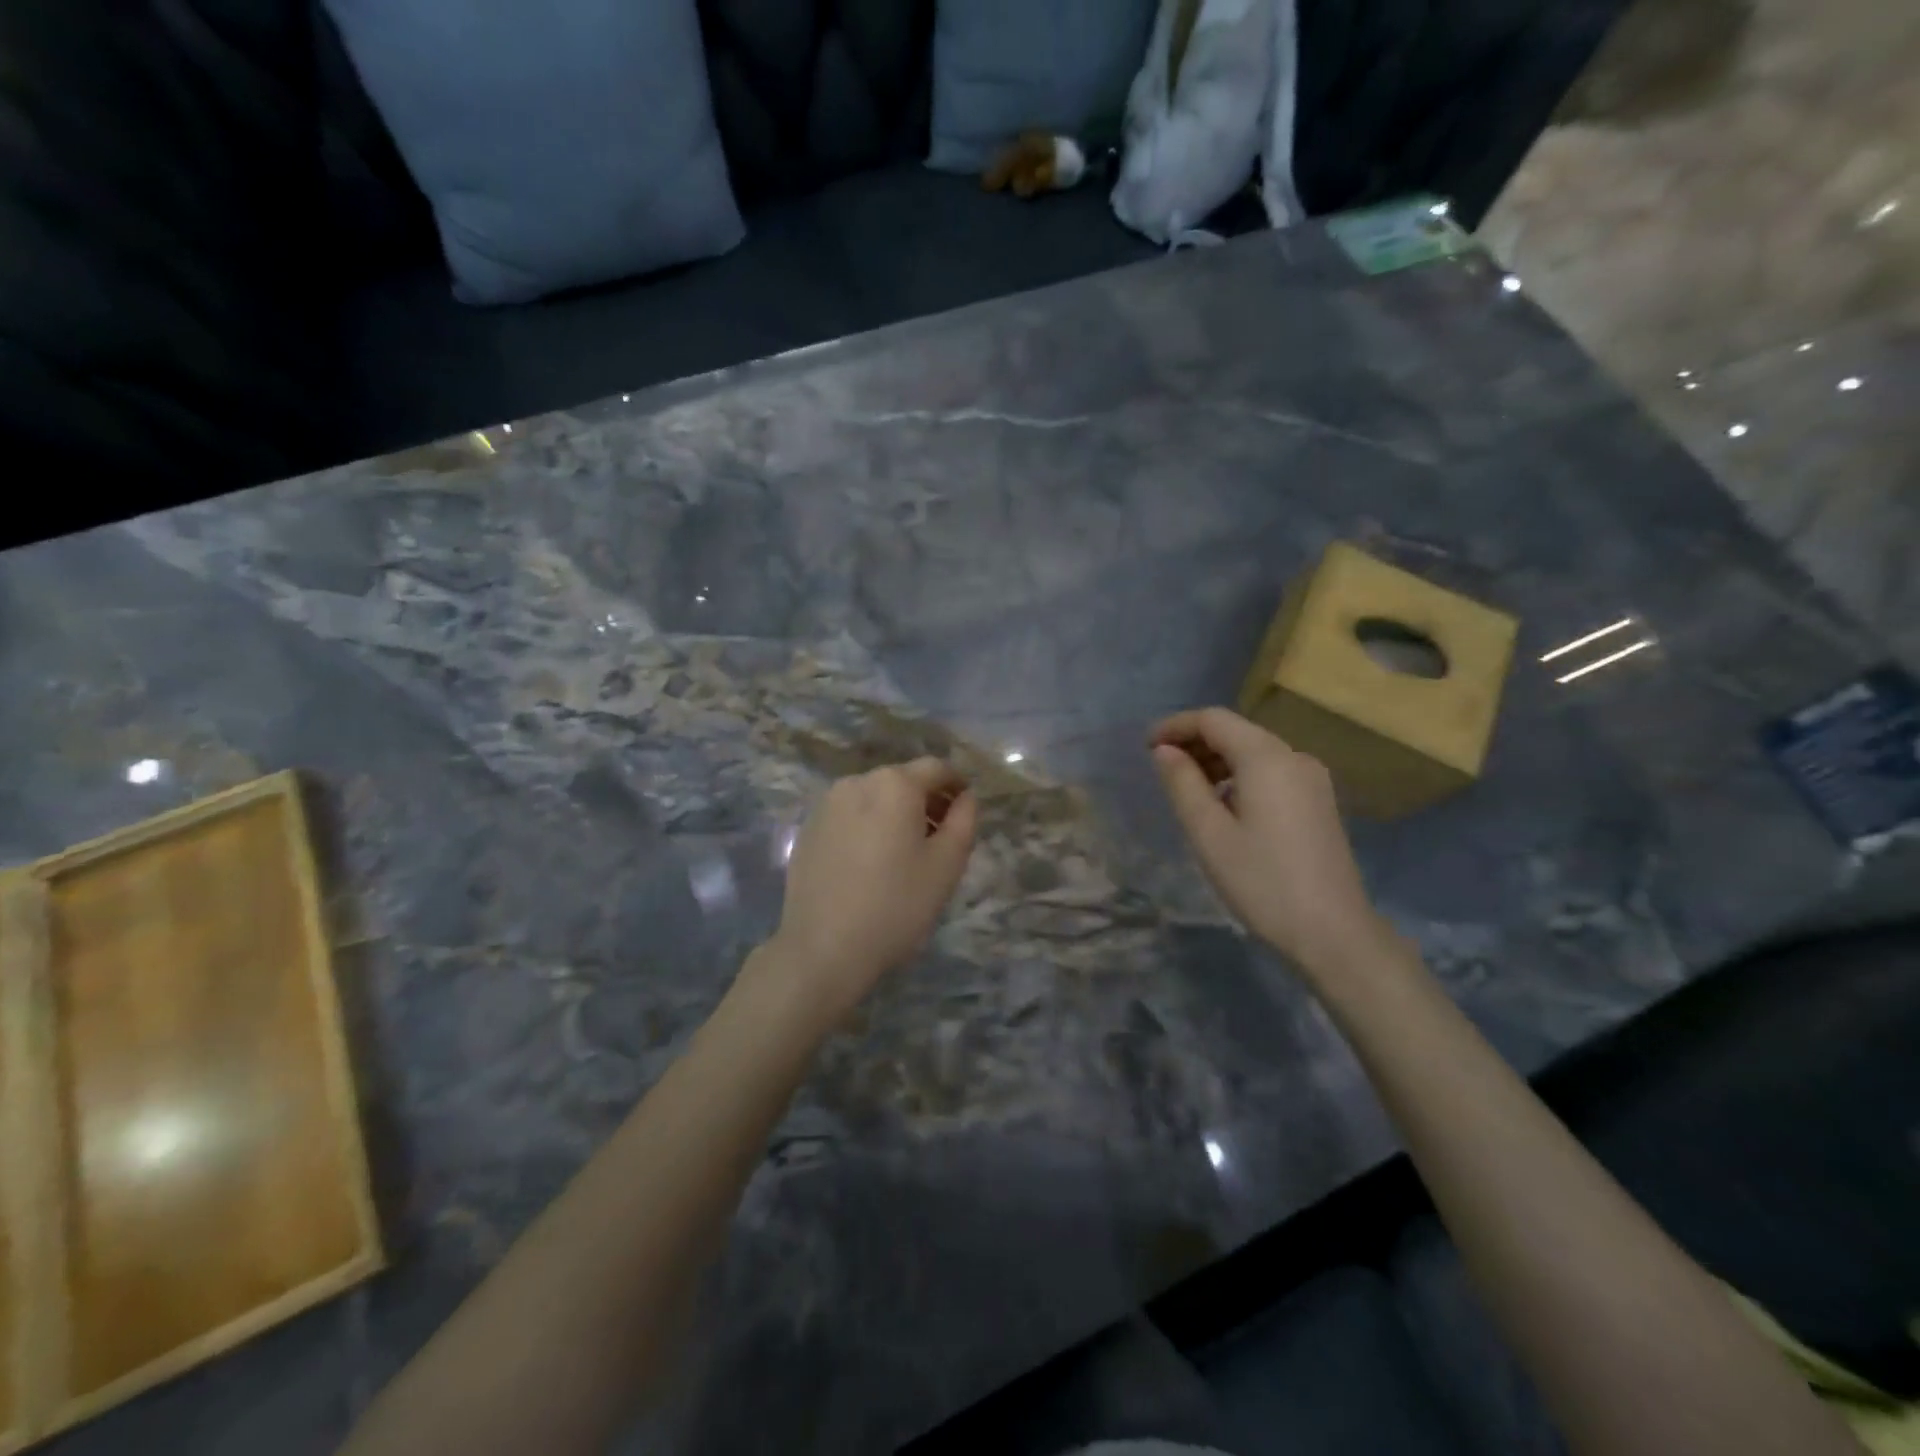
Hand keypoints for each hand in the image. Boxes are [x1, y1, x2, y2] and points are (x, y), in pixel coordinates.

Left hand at [765, 757, 977, 1022]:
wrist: (823, 948)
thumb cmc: (896, 905)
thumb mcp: (947, 865)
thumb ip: (964, 820)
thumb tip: (965, 797)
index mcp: (894, 784)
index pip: (937, 769)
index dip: (957, 785)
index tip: (966, 812)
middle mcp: (857, 782)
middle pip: (903, 780)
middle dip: (926, 801)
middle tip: (941, 839)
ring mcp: (827, 805)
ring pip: (874, 798)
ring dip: (895, 814)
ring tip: (905, 854)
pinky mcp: (808, 829)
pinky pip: (849, 816)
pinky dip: (867, 827)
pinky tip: (870, 864)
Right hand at [1150, 708, 1395, 977]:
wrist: (1332, 933)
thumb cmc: (1262, 882)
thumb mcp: (1209, 834)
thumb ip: (1182, 784)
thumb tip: (1165, 751)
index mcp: (1266, 758)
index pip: (1214, 720)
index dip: (1176, 726)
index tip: (1145, 746)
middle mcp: (1294, 757)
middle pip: (1236, 731)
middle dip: (1195, 742)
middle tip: (1161, 768)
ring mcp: (1312, 779)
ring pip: (1254, 751)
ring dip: (1217, 760)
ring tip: (1186, 788)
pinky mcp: (1318, 801)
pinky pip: (1271, 771)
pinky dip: (1239, 775)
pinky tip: (1223, 804)